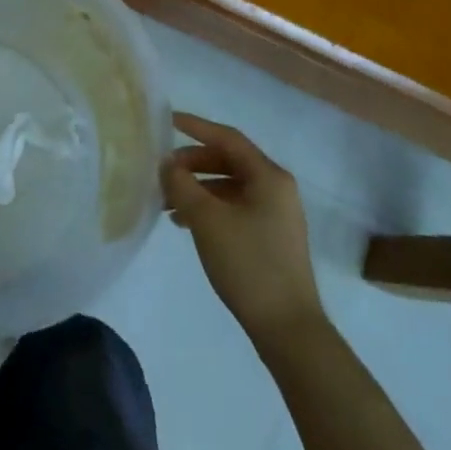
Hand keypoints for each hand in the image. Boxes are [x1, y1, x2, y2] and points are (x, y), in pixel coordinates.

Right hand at [162, 111, 322, 334]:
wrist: (287, 328)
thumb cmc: (248, 264)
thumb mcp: (207, 219)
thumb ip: (182, 184)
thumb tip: (167, 163)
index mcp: (269, 176)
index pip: (227, 138)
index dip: (196, 126)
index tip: (167, 121)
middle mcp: (276, 188)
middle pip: (228, 161)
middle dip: (192, 163)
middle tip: (163, 172)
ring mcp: (276, 214)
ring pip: (229, 186)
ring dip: (197, 189)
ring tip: (167, 203)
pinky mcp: (270, 237)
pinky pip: (234, 207)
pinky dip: (209, 208)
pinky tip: (185, 224)